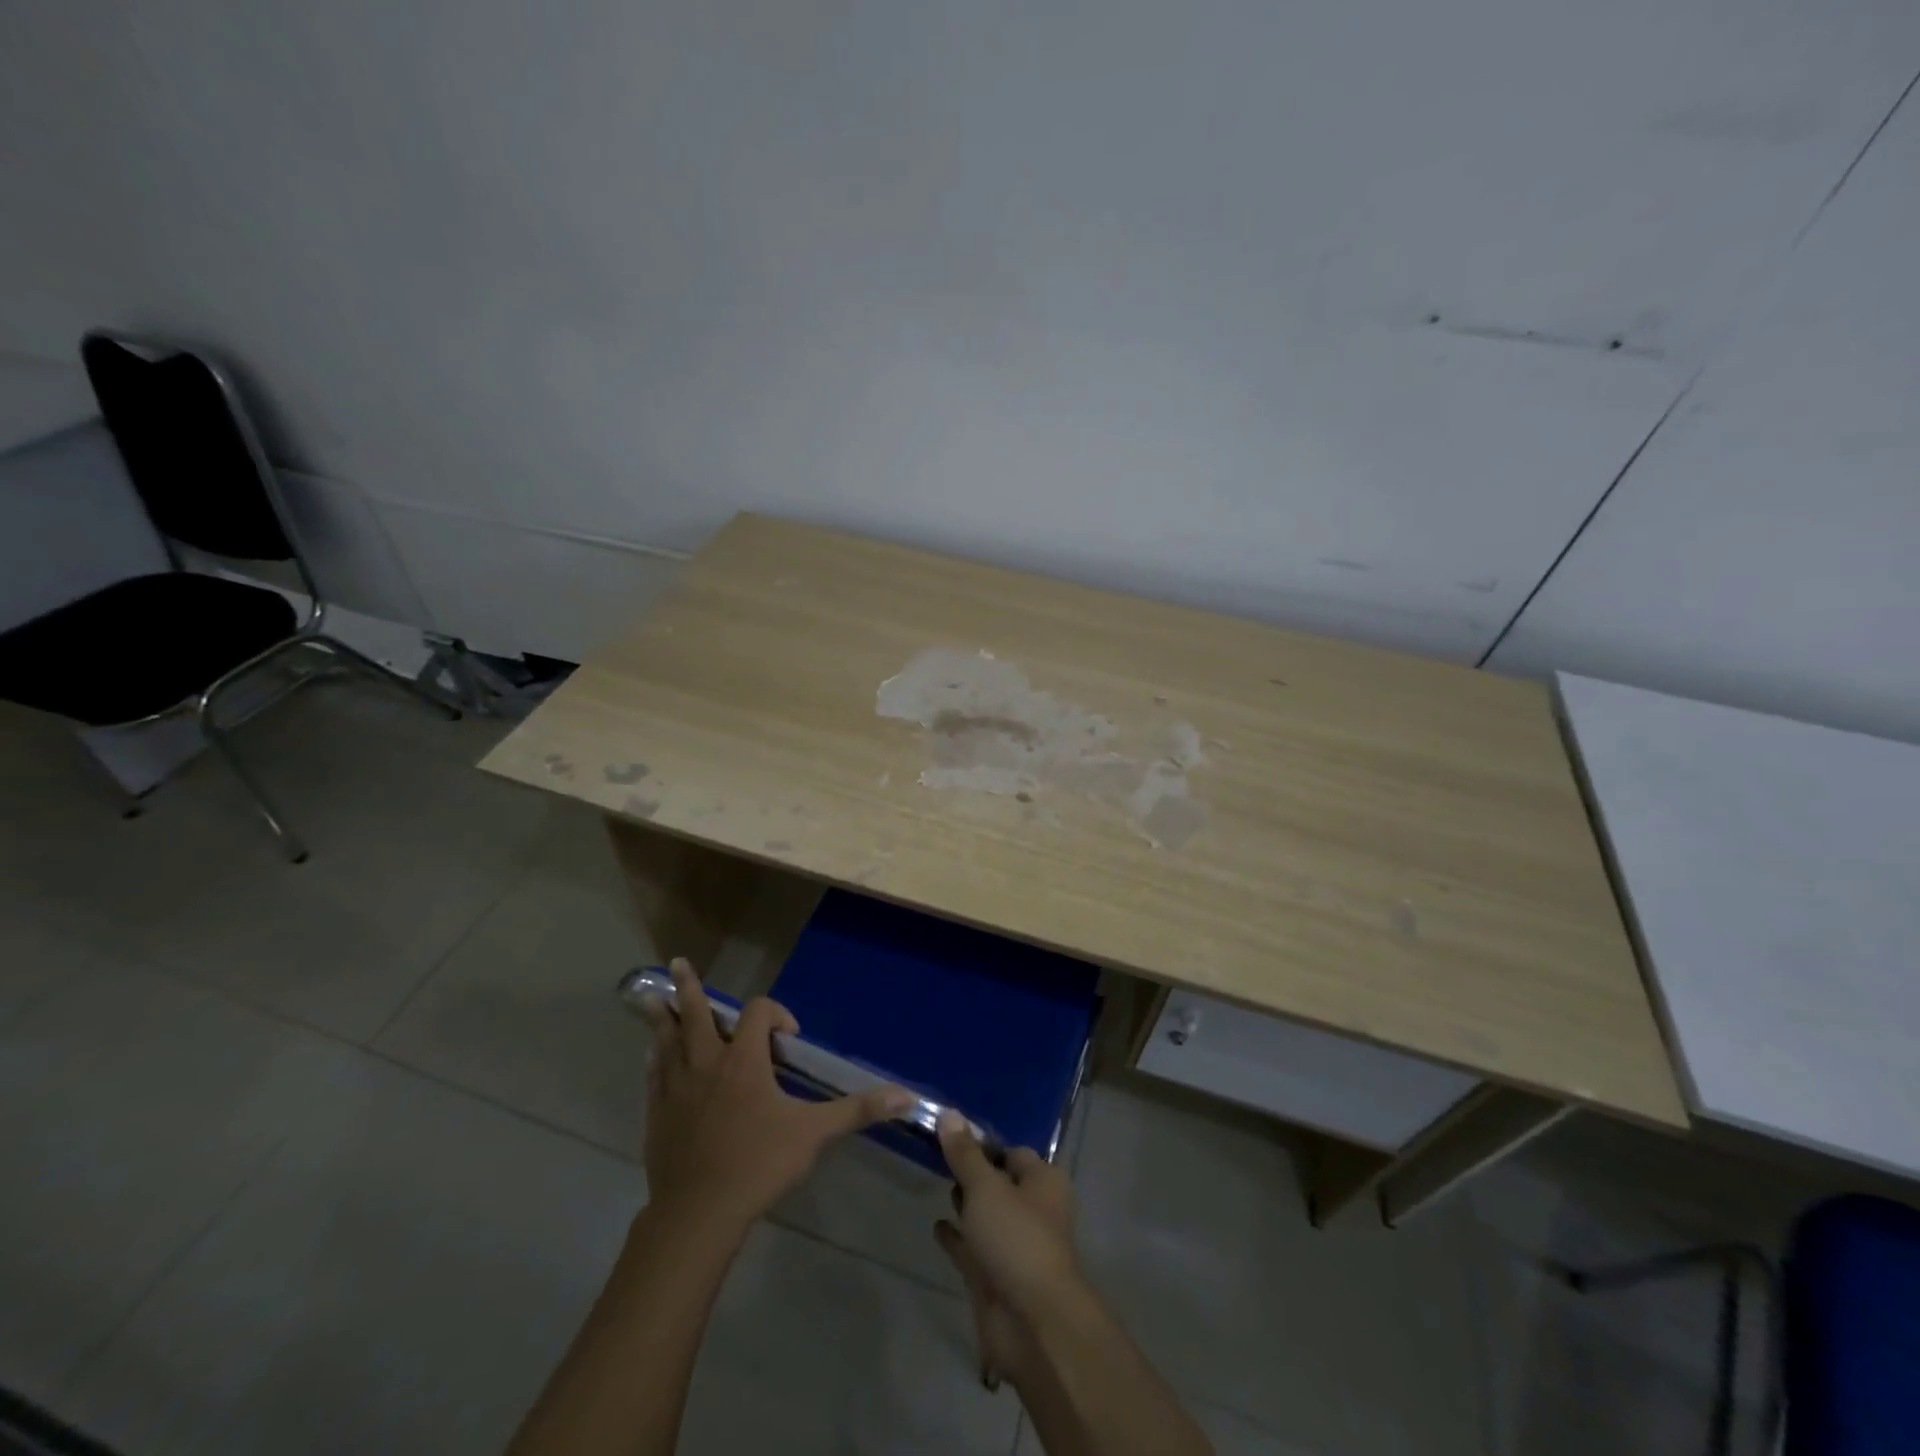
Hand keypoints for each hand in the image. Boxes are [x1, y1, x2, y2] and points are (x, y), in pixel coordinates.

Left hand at [639, 959, 912, 1233]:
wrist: (698, 1213)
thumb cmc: (758, 1164)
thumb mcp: (814, 1133)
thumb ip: (857, 1110)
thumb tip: (907, 1095)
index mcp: (744, 1060)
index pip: (759, 1013)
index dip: (777, 1014)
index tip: (790, 1038)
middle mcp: (707, 1062)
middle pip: (695, 1013)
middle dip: (688, 987)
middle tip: (676, 962)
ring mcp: (676, 1086)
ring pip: (666, 1039)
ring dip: (662, 1016)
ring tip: (651, 997)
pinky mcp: (657, 1112)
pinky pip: (653, 1073)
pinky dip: (655, 1057)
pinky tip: (651, 1054)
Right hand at [934, 1114, 1084, 1388]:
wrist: (1031, 1325)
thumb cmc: (1016, 1240)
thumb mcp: (986, 1187)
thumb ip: (965, 1154)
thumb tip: (949, 1113)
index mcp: (1043, 1182)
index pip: (1012, 1151)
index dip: (983, 1142)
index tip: (950, 1132)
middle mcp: (1033, 1209)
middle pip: (999, 1182)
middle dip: (974, 1172)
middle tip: (938, 1154)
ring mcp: (1014, 1246)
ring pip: (987, 1216)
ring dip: (966, 1204)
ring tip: (936, 1182)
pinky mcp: (996, 1277)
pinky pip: (973, 1248)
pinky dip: (957, 1237)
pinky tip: (936, 1226)